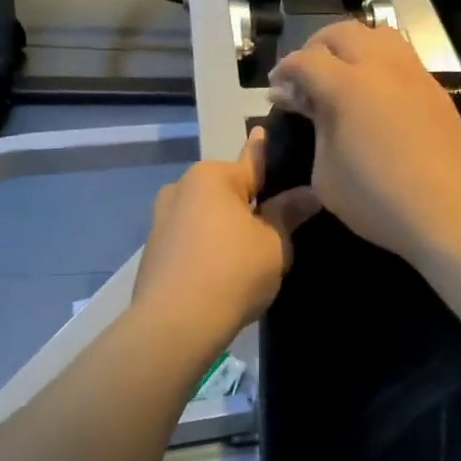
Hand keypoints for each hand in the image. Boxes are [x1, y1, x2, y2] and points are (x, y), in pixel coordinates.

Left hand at [133, 129, 321, 341]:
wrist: (175, 324)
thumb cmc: (233, 272)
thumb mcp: (274, 243)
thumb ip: (289, 213)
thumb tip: (308, 193)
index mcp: (212, 176)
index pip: (253, 159)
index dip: (270, 154)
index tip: (273, 137)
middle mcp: (181, 188)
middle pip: (228, 190)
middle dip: (249, 203)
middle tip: (276, 229)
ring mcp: (161, 219)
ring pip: (207, 215)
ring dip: (226, 227)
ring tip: (248, 257)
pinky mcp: (152, 250)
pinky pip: (190, 239)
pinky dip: (206, 248)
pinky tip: (221, 273)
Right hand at [268, 21, 460, 267]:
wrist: (452, 213)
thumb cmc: (378, 201)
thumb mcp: (326, 174)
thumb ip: (315, 130)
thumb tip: (306, 105)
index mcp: (346, 85)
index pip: (305, 60)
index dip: (284, 71)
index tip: (276, 90)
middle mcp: (381, 66)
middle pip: (341, 33)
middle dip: (315, 48)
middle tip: (306, 77)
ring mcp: (413, 74)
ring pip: (378, 35)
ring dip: (352, 46)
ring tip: (342, 75)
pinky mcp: (435, 89)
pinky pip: (402, 57)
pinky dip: (380, 62)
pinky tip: (375, 93)